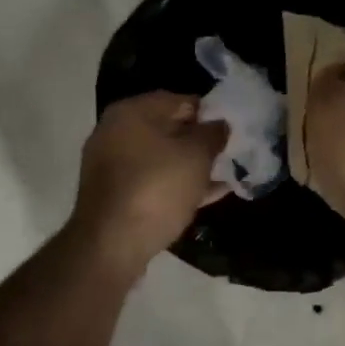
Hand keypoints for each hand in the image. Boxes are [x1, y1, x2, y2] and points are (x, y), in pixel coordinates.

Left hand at [70, 91, 227, 275]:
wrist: (111, 245)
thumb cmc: (157, 188)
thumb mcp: (196, 156)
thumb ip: (213, 134)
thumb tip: (220, 124)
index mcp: (131, 112)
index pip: (180, 100)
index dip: (210, 112)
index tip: (233, 128)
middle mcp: (115, 132)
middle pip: (168, 129)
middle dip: (200, 140)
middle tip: (230, 152)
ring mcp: (112, 165)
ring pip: (162, 158)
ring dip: (191, 165)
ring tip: (225, 173)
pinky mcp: (115, 195)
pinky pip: (153, 181)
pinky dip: (178, 184)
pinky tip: (209, 194)